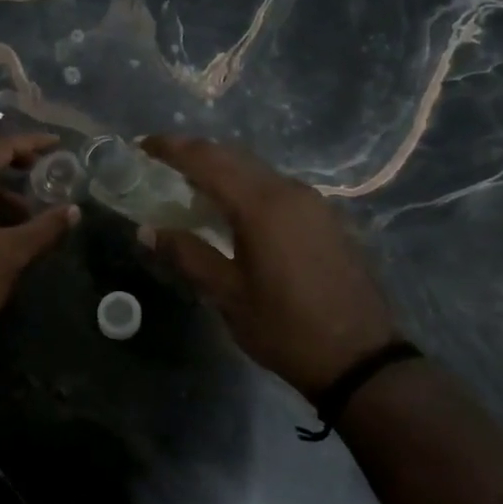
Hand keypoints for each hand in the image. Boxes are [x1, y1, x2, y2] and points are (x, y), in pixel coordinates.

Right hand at [140, 134, 399, 394]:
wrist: (360, 358)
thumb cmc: (285, 328)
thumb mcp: (227, 295)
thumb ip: (187, 255)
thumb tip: (147, 230)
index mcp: (261, 206)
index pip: (207, 160)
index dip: (171, 149)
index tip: (142, 146)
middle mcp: (289, 191)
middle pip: (233, 156)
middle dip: (194, 153)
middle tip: (159, 162)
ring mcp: (312, 202)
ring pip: (256, 170)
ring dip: (221, 169)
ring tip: (188, 185)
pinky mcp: (325, 218)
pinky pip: (275, 187)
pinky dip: (245, 186)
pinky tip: (231, 209)